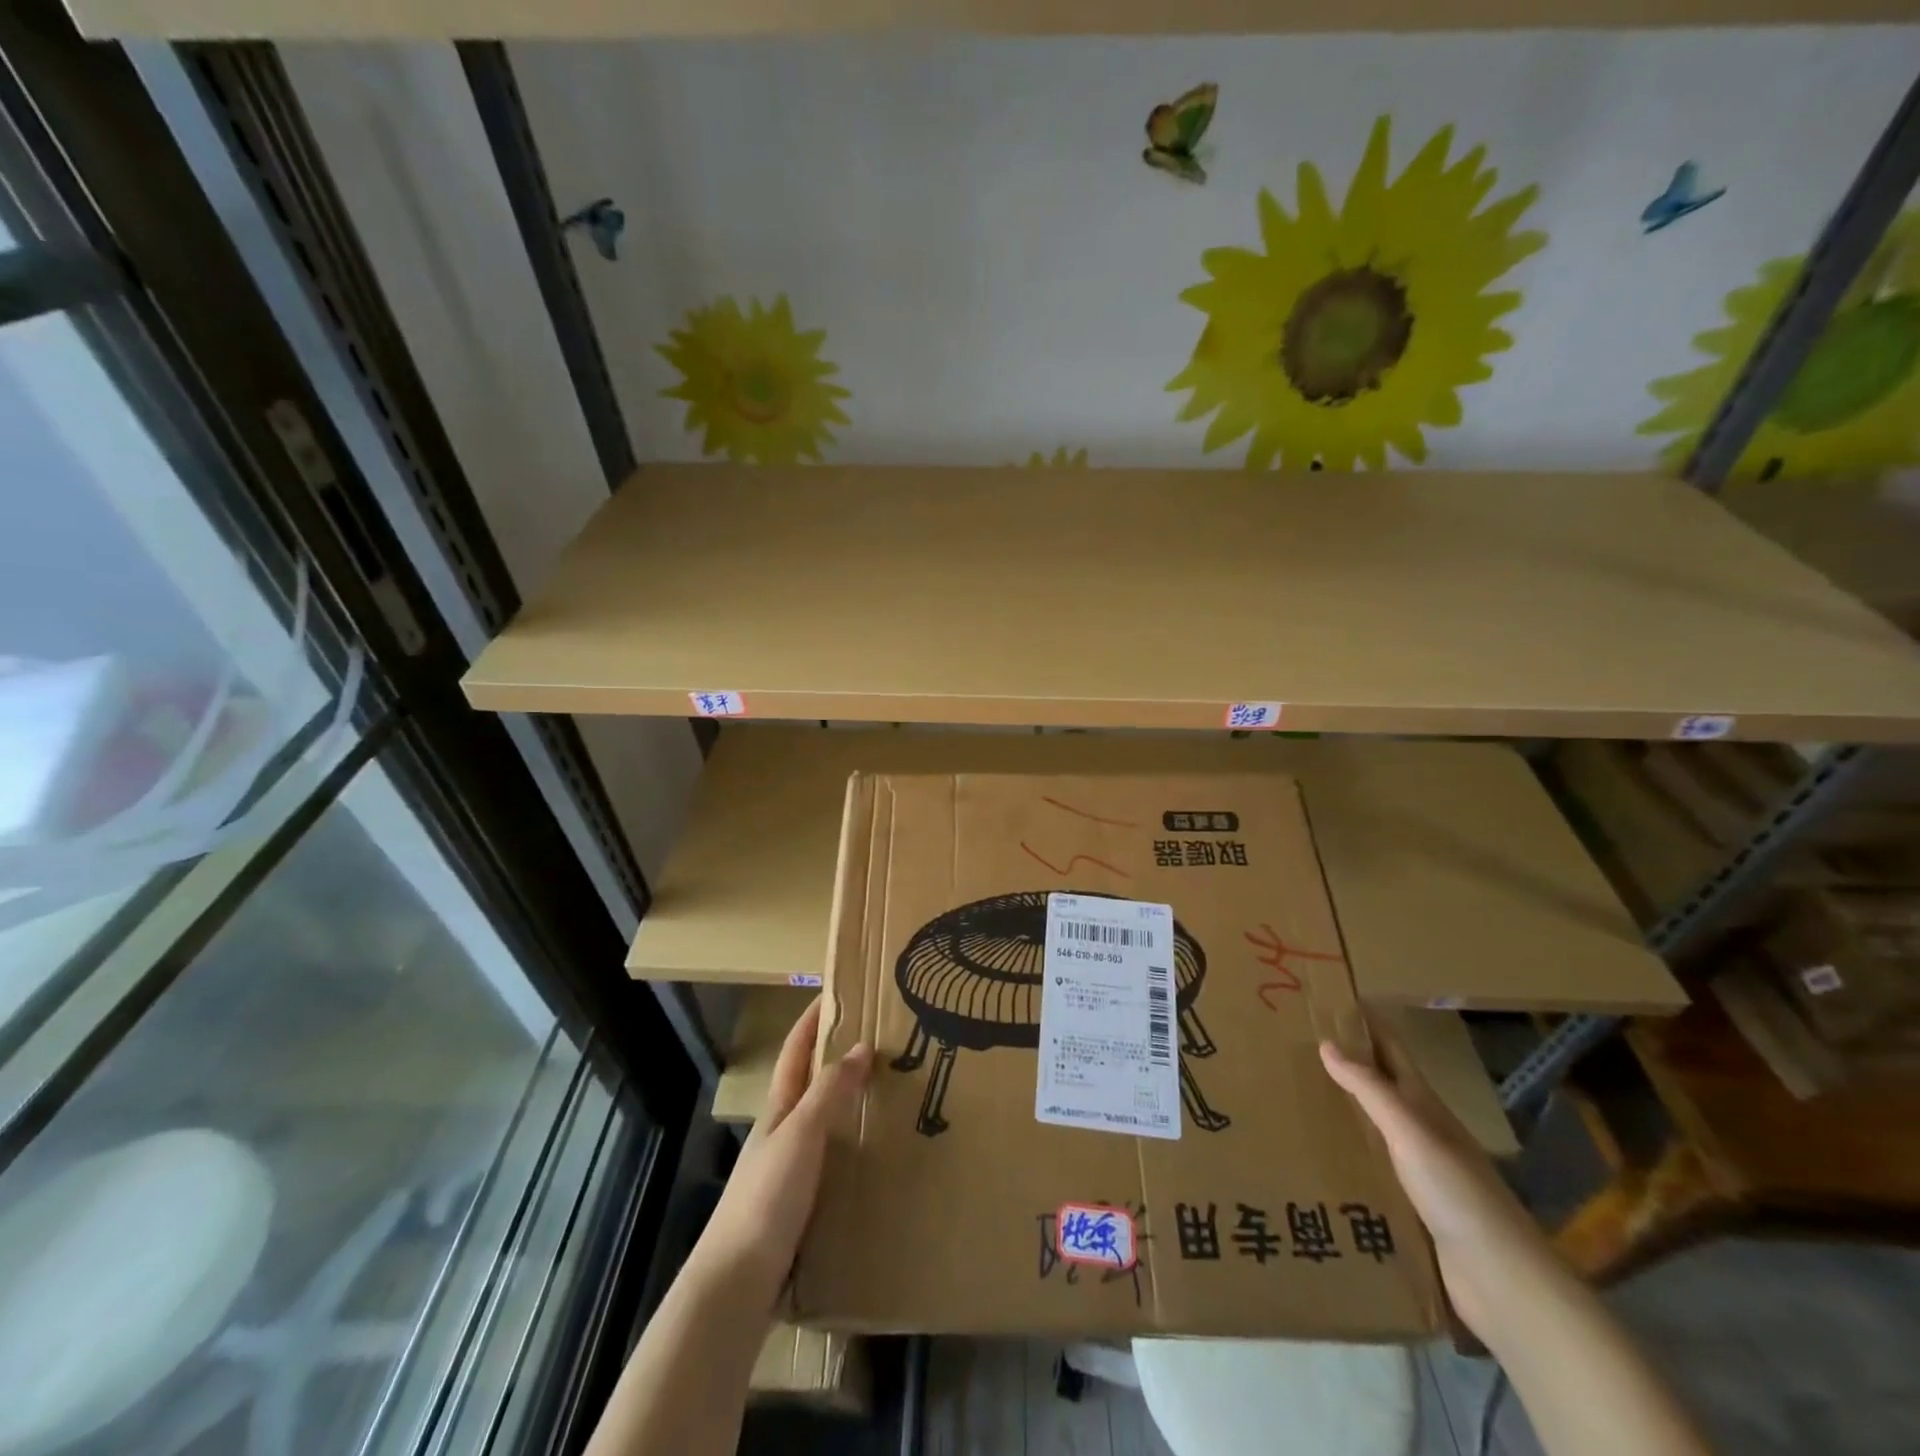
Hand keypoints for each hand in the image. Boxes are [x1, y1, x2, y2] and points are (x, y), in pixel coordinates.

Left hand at [697, 997, 872, 1308]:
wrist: (737, 1283)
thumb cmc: (767, 1197)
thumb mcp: (801, 1134)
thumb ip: (830, 1091)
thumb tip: (861, 1046)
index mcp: (780, 1109)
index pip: (796, 1051)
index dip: (812, 1019)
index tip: (836, 991)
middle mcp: (783, 1133)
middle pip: (811, 1083)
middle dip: (839, 1058)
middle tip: (882, 1043)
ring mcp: (790, 1170)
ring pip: (824, 1122)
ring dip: (850, 1103)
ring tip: (891, 1096)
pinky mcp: (801, 1205)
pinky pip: (833, 1160)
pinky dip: (854, 1145)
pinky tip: (877, 1158)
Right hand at [1321, 1028, 1558, 1339]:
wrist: (1501, 1280)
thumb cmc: (1456, 1192)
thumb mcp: (1410, 1131)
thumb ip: (1369, 1089)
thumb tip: (1326, 1042)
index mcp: (1422, 1105)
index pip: (1390, 1050)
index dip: (1365, 1024)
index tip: (1328, 1001)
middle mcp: (1419, 1130)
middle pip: (1377, 1086)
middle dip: (1342, 1064)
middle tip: (1291, 1046)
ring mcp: (1415, 1171)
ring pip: (1369, 1127)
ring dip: (1338, 1111)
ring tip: (1290, 1097)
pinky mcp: (1407, 1207)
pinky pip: (1367, 1169)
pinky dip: (1342, 1155)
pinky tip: (1312, 1157)